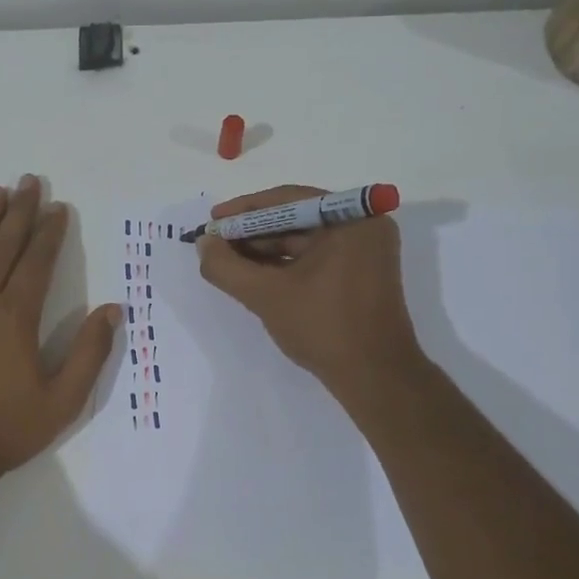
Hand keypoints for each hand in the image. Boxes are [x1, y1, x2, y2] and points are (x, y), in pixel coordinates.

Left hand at [0, 175, 120, 474]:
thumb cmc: (6, 429)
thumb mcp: (63, 400)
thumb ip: (89, 352)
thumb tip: (113, 310)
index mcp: (16, 318)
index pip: (37, 263)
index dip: (49, 233)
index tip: (58, 206)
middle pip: (3, 248)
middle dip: (19, 213)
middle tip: (28, 181)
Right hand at [197, 184, 425, 407]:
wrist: (374, 377)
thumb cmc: (324, 327)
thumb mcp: (266, 295)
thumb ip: (227, 266)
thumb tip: (204, 244)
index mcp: (351, 218)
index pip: (287, 200)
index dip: (244, 210)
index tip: (213, 222)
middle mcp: (364, 226)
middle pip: (296, 219)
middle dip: (252, 233)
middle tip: (215, 245)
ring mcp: (365, 252)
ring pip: (304, 241)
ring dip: (265, 251)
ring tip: (228, 262)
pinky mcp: (361, 275)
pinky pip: (316, 258)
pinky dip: (285, 266)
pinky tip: (254, 276)